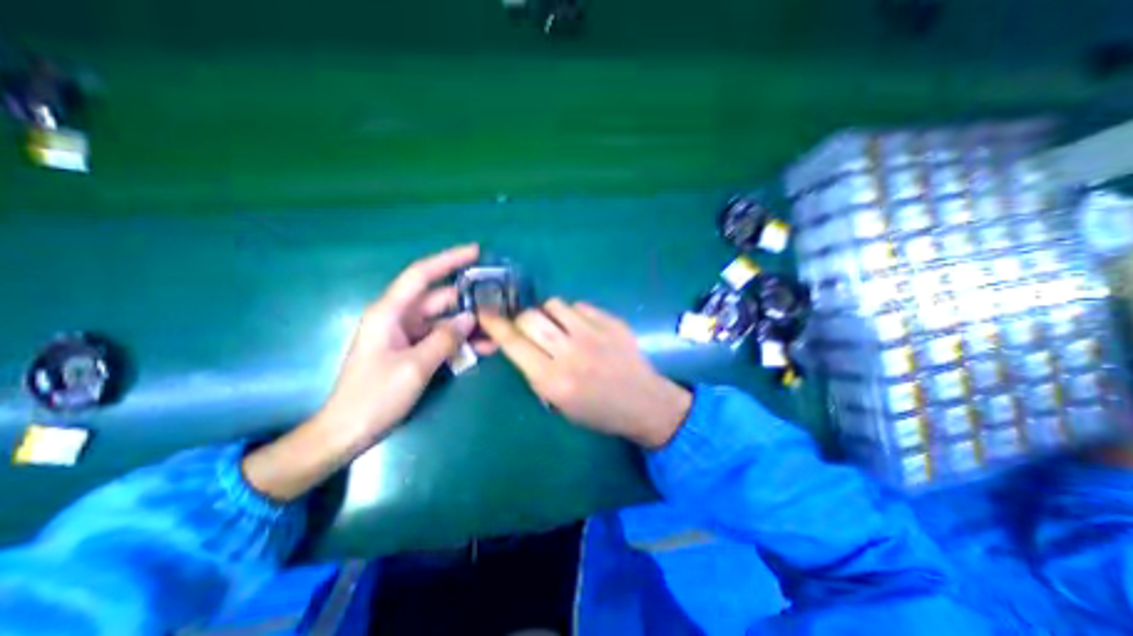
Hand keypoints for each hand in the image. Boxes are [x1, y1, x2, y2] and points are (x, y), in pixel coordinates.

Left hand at [244, 243, 475, 500]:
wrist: (349, 431)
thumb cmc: (375, 396)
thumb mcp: (415, 366)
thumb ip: (445, 338)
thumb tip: (471, 318)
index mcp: (390, 312)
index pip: (422, 275)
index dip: (448, 259)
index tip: (475, 251)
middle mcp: (400, 318)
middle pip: (440, 299)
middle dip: (469, 300)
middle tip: (499, 301)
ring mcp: (408, 335)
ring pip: (445, 321)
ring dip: (469, 326)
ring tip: (498, 330)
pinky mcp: (414, 350)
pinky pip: (442, 339)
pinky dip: (461, 342)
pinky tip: (484, 348)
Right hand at [476, 297, 689, 446]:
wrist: (643, 402)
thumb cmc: (598, 411)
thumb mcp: (558, 403)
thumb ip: (534, 371)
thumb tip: (518, 343)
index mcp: (553, 380)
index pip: (514, 343)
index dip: (495, 325)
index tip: (485, 312)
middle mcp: (570, 352)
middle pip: (530, 317)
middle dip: (521, 318)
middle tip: (528, 327)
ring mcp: (593, 333)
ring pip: (554, 304)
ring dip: (548, 313)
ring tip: (557, 326)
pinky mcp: (610, 321)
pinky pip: (579, 305)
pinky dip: (572, 314)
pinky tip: (581, 328)